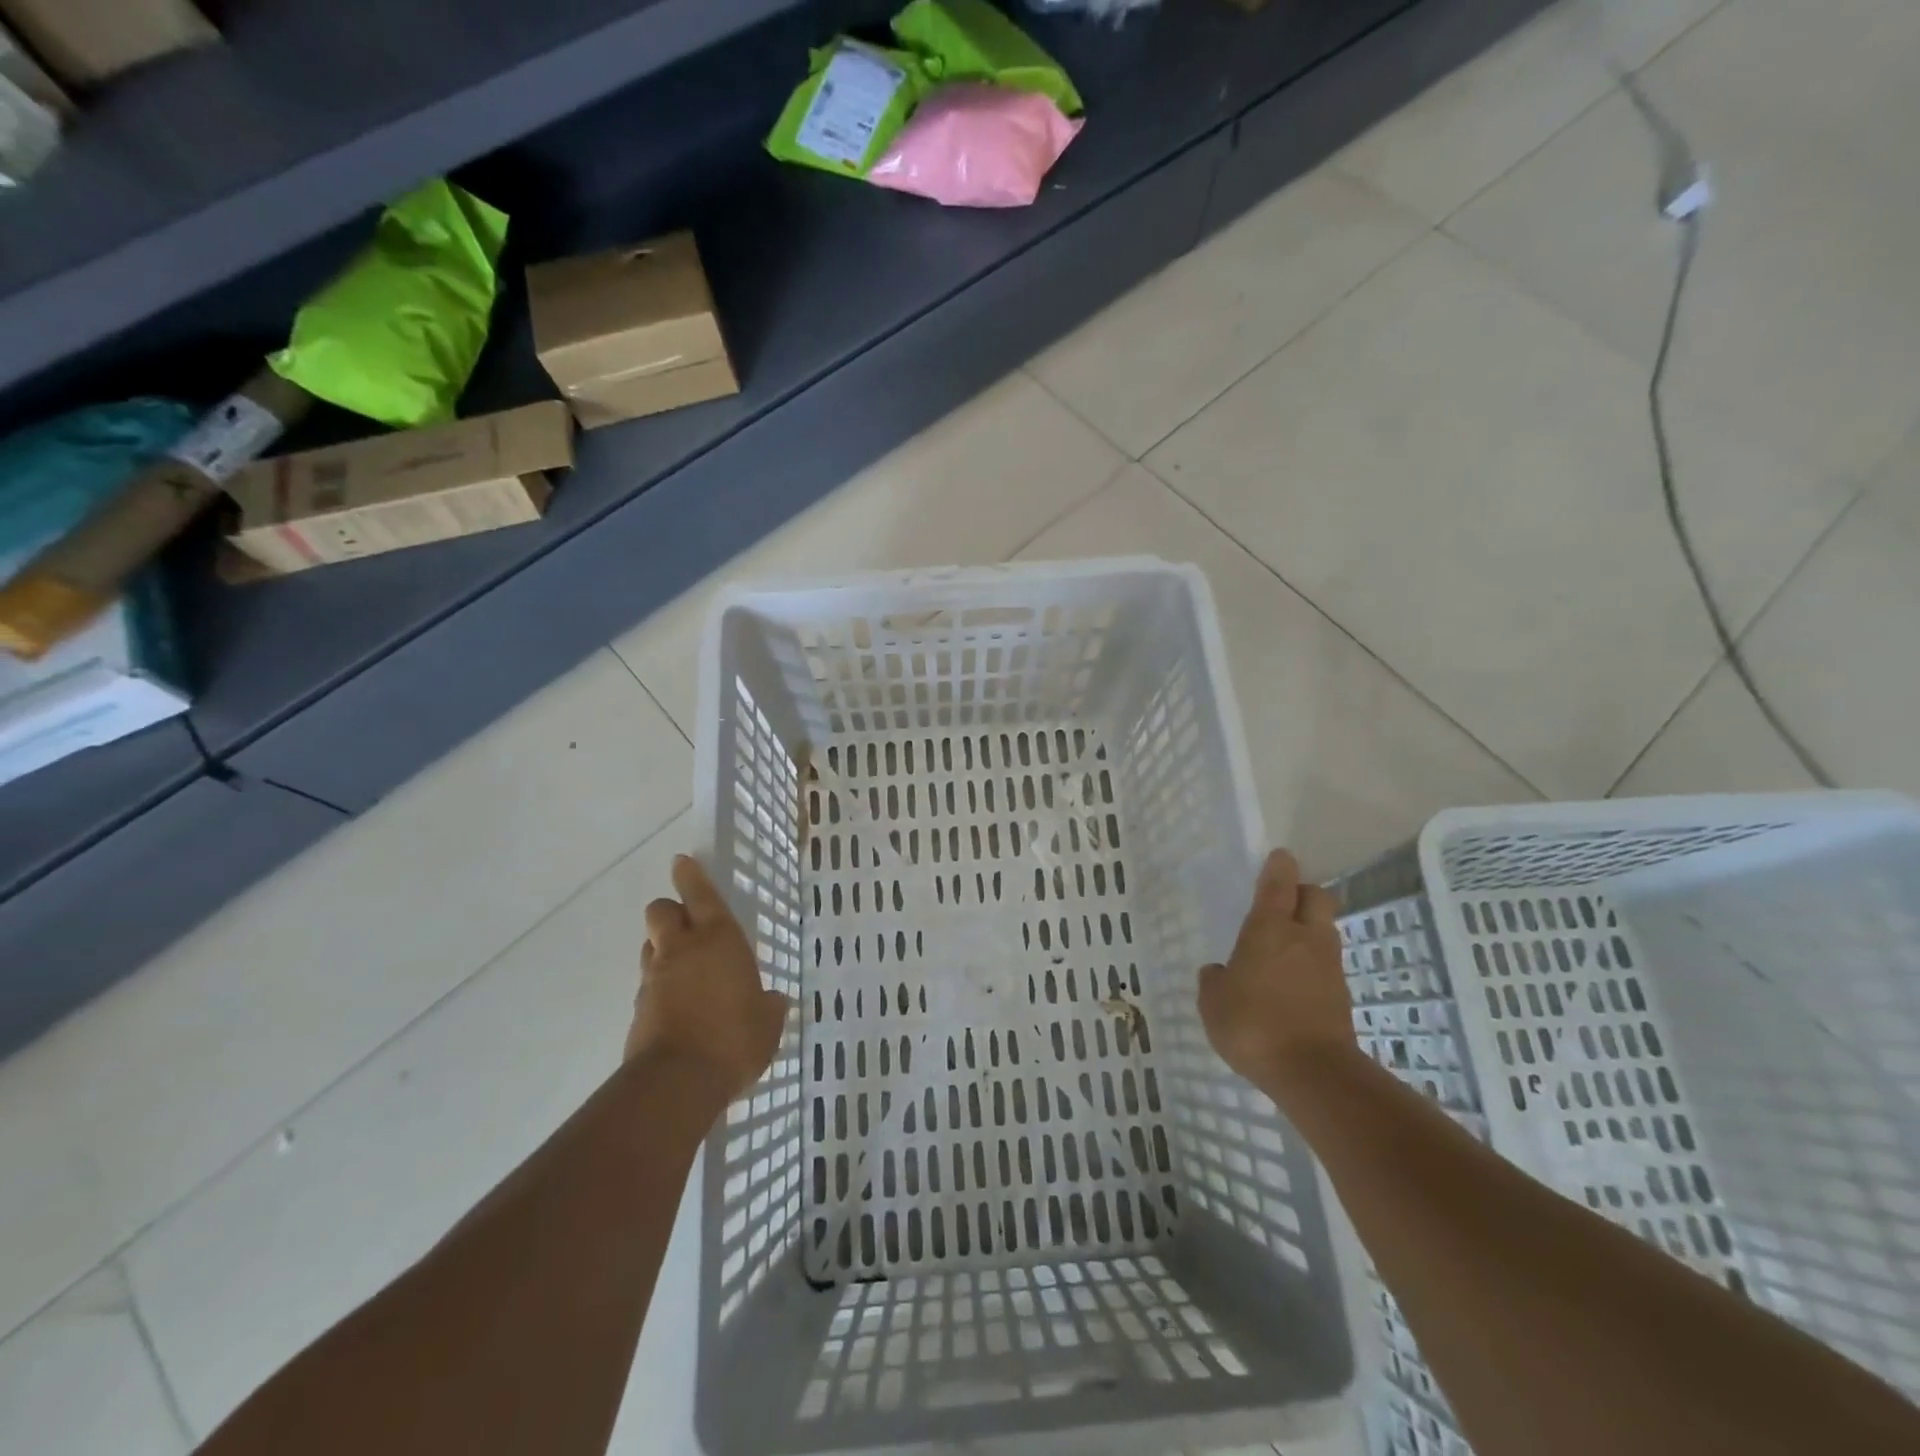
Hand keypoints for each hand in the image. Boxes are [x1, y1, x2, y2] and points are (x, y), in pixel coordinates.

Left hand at [627, 855, 791, 1103]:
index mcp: (719, 940)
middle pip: (660, 912)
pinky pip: (649, 985)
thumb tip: (776, 1000)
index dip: (691, 876)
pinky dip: (660, 988)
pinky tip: (678, 1008)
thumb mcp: (768, 1023)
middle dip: (670, 911)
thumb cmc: (735, 1039)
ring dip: (663, 949)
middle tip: (686, 924)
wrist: (678, 1082)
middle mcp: (682, 950)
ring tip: (683, 969)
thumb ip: (770, 1007)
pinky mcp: (638, 1010)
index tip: (681, 861)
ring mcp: (655, 979)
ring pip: (651, 947)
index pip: (700, 895)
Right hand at [1198, 849, 1353, 1089]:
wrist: (1312, 1073)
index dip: (1279, 866)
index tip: (1280, 856)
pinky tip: (1292, 985)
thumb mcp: (1213, 1002)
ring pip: (1325, 931)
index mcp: (1270, 928)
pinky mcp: (1341, 997)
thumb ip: (1215, 980)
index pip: (1279, 884)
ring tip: (1285, 949)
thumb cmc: (1252, 1024)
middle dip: (1304, 893)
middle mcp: (1305, 938)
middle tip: (1284, 903)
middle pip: (1317, 897)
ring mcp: (1329, 967)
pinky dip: (1312, 966)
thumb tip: (1220, 972)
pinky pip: (1326, 966)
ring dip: (1310, 931)